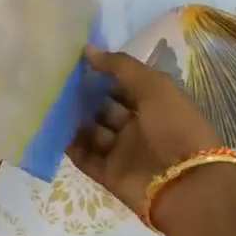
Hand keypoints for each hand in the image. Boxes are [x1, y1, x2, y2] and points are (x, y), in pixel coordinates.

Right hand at [68, 47, 226, 219]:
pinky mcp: (109, 174)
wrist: (185, 185)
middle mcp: (138, 127)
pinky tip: (52, 131)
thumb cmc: (174, 127)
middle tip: (55, 83)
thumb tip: (87, 50)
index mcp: (154, 104)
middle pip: (104, 108)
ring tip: (49, 104)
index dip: (102, 74)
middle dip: (83, 97)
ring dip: (73, 120)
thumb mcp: (154, 86)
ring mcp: (123, 152)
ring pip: (91, 132)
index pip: (123, 85)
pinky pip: (85, 158)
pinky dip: (70, 147)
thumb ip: (120, 66)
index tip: (74, 62)